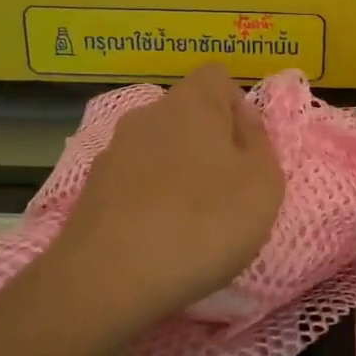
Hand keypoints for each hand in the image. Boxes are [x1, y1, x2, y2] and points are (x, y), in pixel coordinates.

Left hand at [43, 64, 283, 328]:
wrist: (109, 279)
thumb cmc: (203, 223)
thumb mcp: (263, 183)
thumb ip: (259, 142)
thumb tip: (242, 120)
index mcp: (192, 103)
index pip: (217, 76)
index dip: (237, 106)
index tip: (247, 150)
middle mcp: (147, 115)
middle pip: (188, 114)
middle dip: (210, 143)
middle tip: (228, 191)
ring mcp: (113, 151)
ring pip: (159, 149)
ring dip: (179, 172)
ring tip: (191, 222)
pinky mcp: (92, 190)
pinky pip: (135, 181)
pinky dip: (150, 199)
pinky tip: (157, 238)